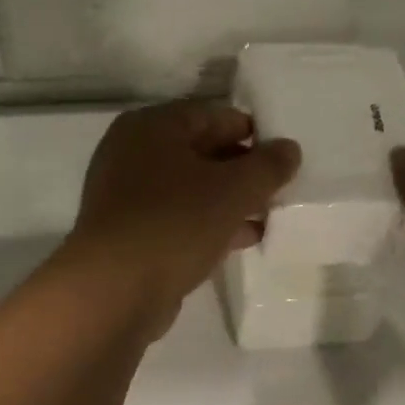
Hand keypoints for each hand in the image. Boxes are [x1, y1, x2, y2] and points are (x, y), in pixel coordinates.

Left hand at [64, 100, 300, 336]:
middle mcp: (133, 153)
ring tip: (268, 216)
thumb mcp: (234, 190)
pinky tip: (242, 240)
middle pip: (200, 152)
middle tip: (279, 188)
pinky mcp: (130, 234)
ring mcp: (127, 196)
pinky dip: (208, 225)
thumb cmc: (175, 223)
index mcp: (152, 127)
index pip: (212, 115)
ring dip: (229, 201)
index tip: (282, 156)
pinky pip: (178, 219)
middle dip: (242, 171)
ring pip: (190, 189)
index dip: (252, 133)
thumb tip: (289, 149)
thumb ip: (268, 166)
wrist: (115, 289)